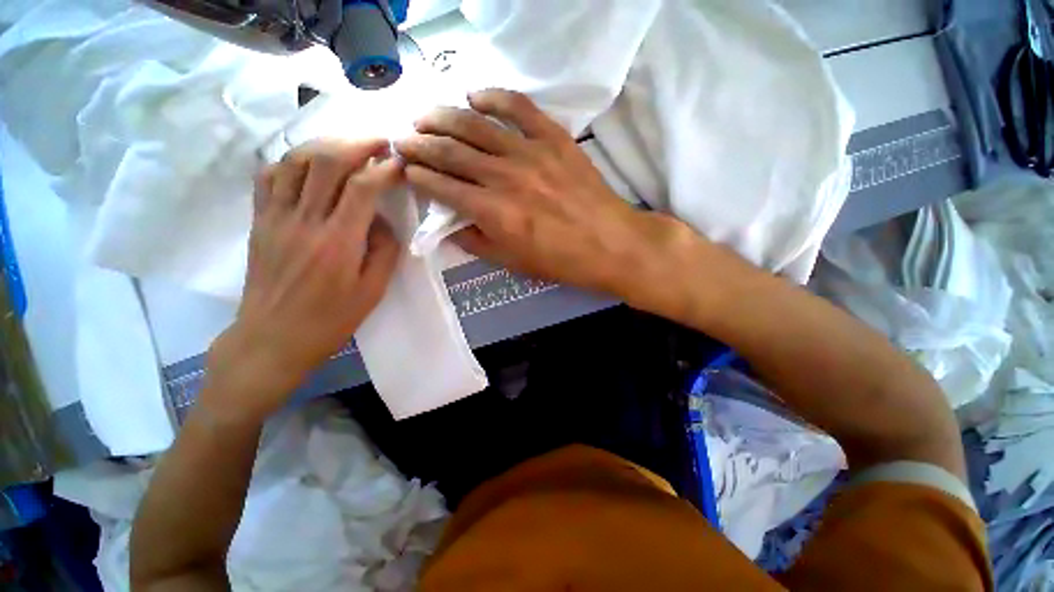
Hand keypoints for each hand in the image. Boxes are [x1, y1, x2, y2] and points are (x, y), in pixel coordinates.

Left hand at [205, 139, 402, 422]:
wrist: (272, 338)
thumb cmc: (330, 319)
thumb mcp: (373, 291)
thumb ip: (385, 251)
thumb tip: (382, 220)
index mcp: (338, 242)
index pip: (363, 187)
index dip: (385, 168)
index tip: (400, 162)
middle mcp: (304, 221)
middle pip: (326, 162)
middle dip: (357, 143)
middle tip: (379, 142)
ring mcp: (275, 217)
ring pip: (295, 160)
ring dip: (325, 145)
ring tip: (347, 147)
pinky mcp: (259, 221)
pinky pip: (269, 176)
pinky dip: (291, 160)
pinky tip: (308, 164)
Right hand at [394, 89, 696, 303]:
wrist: (610, 244)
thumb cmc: (561, 261)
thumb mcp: (512, 262)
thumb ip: (477, 242)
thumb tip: (450, 224)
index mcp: (493, 212)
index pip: (443, 187)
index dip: (420, 176)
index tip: (406, 169)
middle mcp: (504, 177)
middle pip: (451, 151)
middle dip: (421, 143)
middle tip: (404, 138)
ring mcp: (530, 153)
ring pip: (476, 125)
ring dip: (444, 117)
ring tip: (426, 116)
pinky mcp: (553, 138)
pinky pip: (518, 108)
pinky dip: (493, 97)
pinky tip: (475, 97)